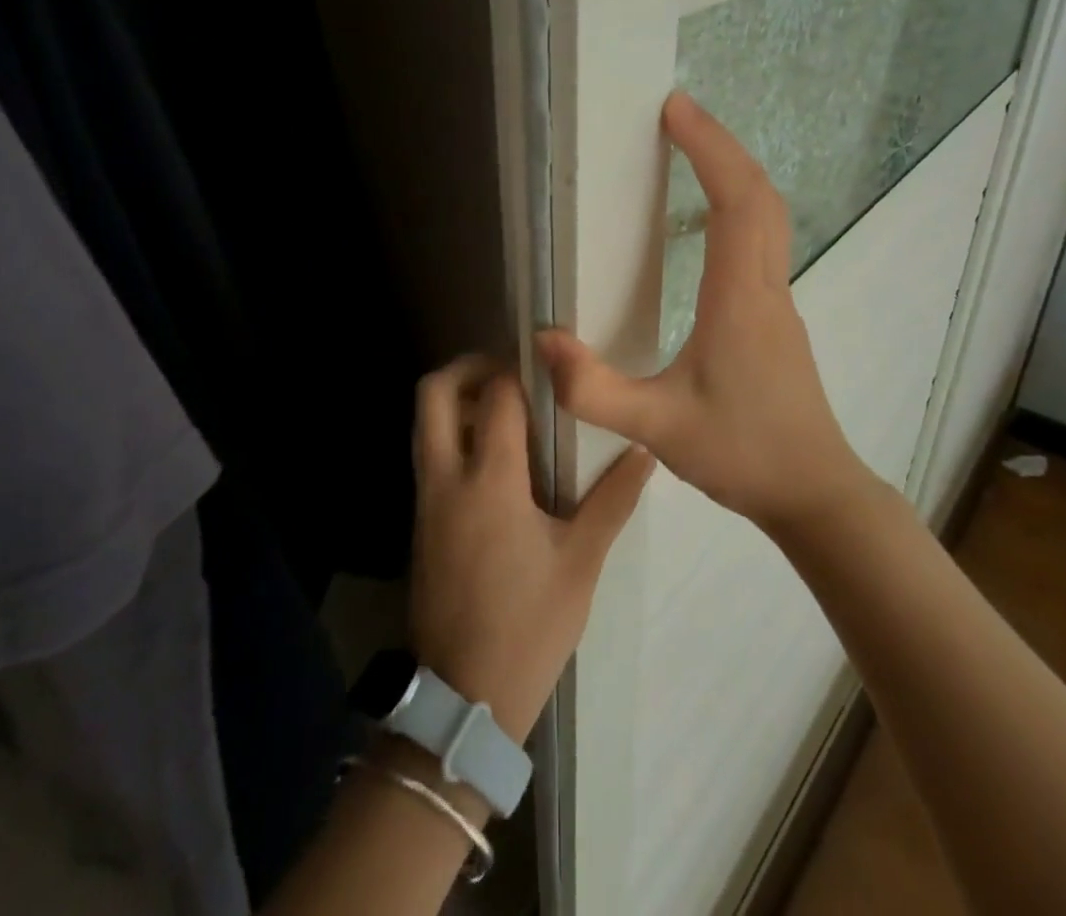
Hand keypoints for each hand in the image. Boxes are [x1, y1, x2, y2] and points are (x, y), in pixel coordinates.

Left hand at [409, 357, 653, 742]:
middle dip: (466, 367)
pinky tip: (494, 459)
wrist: (463, 698)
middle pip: (433, 393)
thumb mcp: (580, 564)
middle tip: (509, 372)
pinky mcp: (421, 521)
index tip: (547, 369)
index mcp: (489, 481)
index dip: (518, 372)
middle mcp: (447, 478)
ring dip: (456, 400)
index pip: (495, 397)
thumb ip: (612, 500)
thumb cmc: (528, 627)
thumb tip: (644, 450)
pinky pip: (428, 455)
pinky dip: (451, 434)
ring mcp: (426, 500)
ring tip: (506, 410)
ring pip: (424, 423)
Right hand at [537, 91, 871, 531]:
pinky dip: (739, 205)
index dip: (709, 148)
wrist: (814, 493)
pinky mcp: (775, 316)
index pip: (736, 201)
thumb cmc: (742, 454)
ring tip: (691, 151)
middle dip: (721, 145)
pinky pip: (762, 239)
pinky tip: (708, 221)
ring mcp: (777, 300)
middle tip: (678, 116)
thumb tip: (543, 340)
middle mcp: (765, 285)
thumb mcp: (658, 428)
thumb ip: (595, 389)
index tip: (675, 110)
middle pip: (760, 194)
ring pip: (767, 215)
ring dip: (733, 172)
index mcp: (740, 298)